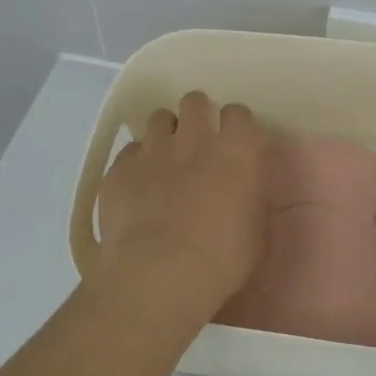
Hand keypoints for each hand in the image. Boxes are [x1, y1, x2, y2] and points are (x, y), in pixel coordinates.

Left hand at [96, 91, 267, 314]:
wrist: (159, 274)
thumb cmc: (221, 259)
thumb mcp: (256, 234)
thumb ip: (251, 202)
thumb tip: (246, 194)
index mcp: (234, 152)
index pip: (238, 114)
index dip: (236, 124)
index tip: (235, 140)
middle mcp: (193, 140)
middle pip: (194, 101)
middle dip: (197, 114)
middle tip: (197, 140)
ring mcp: (152, 151)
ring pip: (157, 118)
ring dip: (164, 133)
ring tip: (165, 158)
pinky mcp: (119, 170)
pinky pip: (129, 153)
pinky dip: (136, 163)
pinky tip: (137, 186)